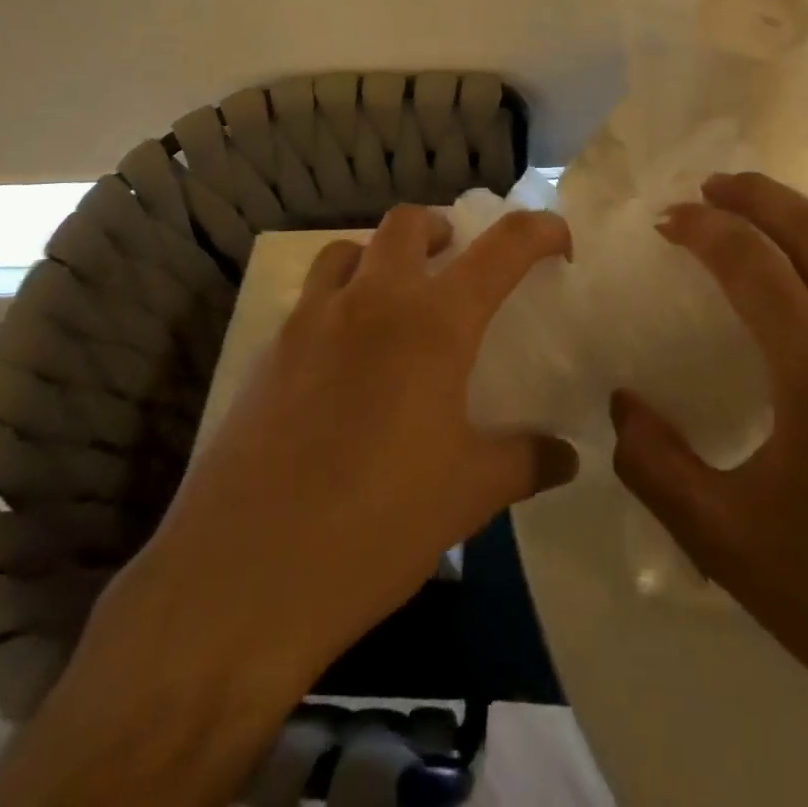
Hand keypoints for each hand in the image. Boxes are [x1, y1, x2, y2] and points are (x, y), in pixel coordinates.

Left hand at [0, 205, 580, 806]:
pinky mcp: (266, 355)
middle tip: (459, 266)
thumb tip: (568, 455)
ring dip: (381, 258)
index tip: (558, 242)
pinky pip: (311, 301)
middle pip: (407, 223)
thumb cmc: (374, 529)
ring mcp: (310, 323)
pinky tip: (346, 364)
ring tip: (398, 303)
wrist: (239, 584)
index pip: (501, 249)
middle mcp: (371, 303)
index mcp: (431, 324)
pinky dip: (340, 303)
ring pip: (349, 251)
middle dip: (442, 230)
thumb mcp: (467, 496)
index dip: (538, 231)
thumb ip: (525, 461)